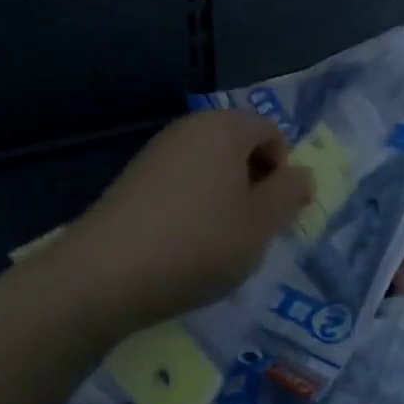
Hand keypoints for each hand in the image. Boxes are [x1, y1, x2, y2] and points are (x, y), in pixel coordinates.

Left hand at [62, 111, 312, 332]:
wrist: (102, 276)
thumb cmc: (198, 243)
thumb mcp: (260, 224)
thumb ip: (290, 194)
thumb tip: (301, 174)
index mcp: (226, 127)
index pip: (272, 132)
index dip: (282, 171)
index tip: (275, 215)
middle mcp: (190, 127)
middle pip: (239, 146)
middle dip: (254, 184)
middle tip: (251, 231)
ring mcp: (156, 152)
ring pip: (210, 167)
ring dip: (224, 199)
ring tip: (217, 245)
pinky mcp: (132, 180)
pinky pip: (180, 184)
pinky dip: (192, 208)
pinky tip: (182, 247)